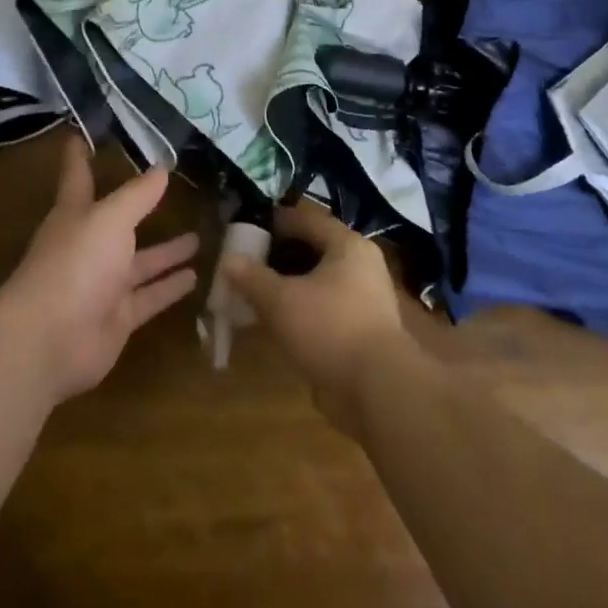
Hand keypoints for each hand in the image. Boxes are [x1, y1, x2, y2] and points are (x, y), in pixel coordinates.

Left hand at [1, 137, 199, 402]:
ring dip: (167, 251)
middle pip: (118, 221)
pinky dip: (170, 288)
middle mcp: (89, 246)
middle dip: (140, 207)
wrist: (51, 339)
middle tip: (171, 191)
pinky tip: (196, 277)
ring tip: (199, 237)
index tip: (78, 133)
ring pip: (141, 262)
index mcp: (76, 215)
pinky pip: (150, 297)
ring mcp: (103, 284)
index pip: (77, 176)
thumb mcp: (110, 218)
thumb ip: (138, 195)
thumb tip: (162, 168)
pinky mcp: (118, 318)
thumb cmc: (75, 264)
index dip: (78, 156)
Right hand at [220, 200, 413, 433]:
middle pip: (314, 249)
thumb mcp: (281, 301)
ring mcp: (366, 298)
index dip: (276, 221)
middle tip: (249, 262)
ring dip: (290, 284)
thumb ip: (252, 278)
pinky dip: (303, 308)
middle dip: (280, 255)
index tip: (249, 227)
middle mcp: (361, 265)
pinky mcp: (364, 328)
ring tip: (258, 292)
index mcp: (347, 245)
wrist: (379, 389)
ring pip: (320, 280)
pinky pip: (326, 306)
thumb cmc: (329, 329)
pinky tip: (279, 321)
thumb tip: (228, 260)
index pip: (307, 219)